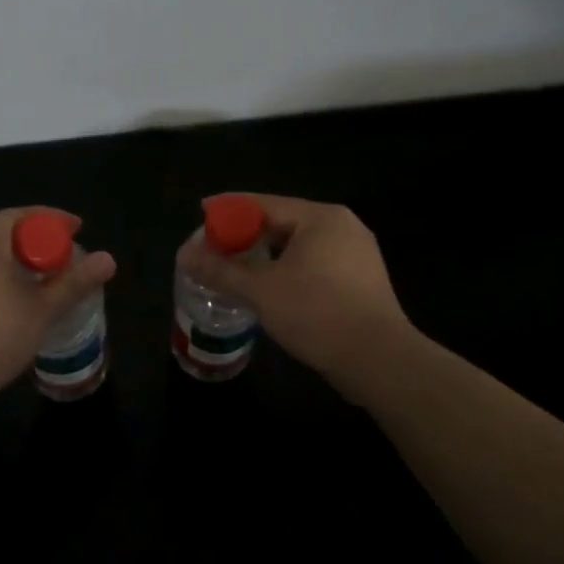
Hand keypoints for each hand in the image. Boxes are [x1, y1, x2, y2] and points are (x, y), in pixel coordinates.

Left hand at [0, 207, 116, 409]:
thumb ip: (74, 282)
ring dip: (9, 259)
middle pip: (2, 230)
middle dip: (33, 241)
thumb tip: (109, 259)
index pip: (26, 215)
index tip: (78, 231)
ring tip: (32, 282)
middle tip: (59, 261)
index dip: (56, 221)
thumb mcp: (40, 312)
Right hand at [177, 193, 413, 386]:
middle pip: (283, 222)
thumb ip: (221, 270)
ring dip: (267, 256)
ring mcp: (357, 254)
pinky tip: (272, 289)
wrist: (379, 360)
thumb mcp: (262, 290)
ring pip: (300, 246)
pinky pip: (316, 264)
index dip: (229, 208)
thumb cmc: (318, 313)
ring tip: (238, 270)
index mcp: (321, 217)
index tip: (201, 213)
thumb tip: (184, 255)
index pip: (264, 203)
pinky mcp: (362, 281)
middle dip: (247, 235)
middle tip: (216, 248)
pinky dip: (289, 270)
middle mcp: (343, 226)